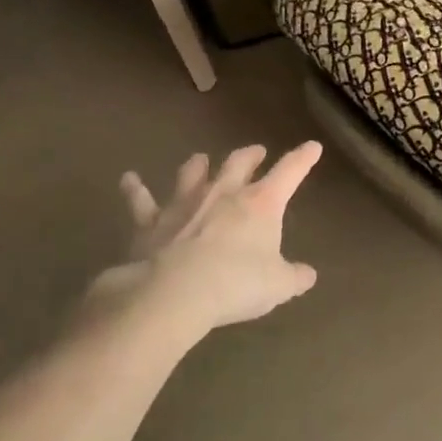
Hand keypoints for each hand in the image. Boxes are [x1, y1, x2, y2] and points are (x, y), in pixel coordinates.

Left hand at [107, 142, 323, 330]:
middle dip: (251, 155)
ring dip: (198, 164)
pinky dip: (135, 189)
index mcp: (261, 204)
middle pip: (239, 163)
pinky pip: (141, 200)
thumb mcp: (278, 286)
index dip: (303, 158)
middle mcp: (223, 193)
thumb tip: (308, 275)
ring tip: (200, 159)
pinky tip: (129, 179)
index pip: (289, 172)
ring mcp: (184, 203)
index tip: (312, 147)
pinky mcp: (151, 221)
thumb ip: (295, 277)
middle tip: (257, 151)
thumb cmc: (236, 285)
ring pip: (192, 173)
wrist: (174, 293)